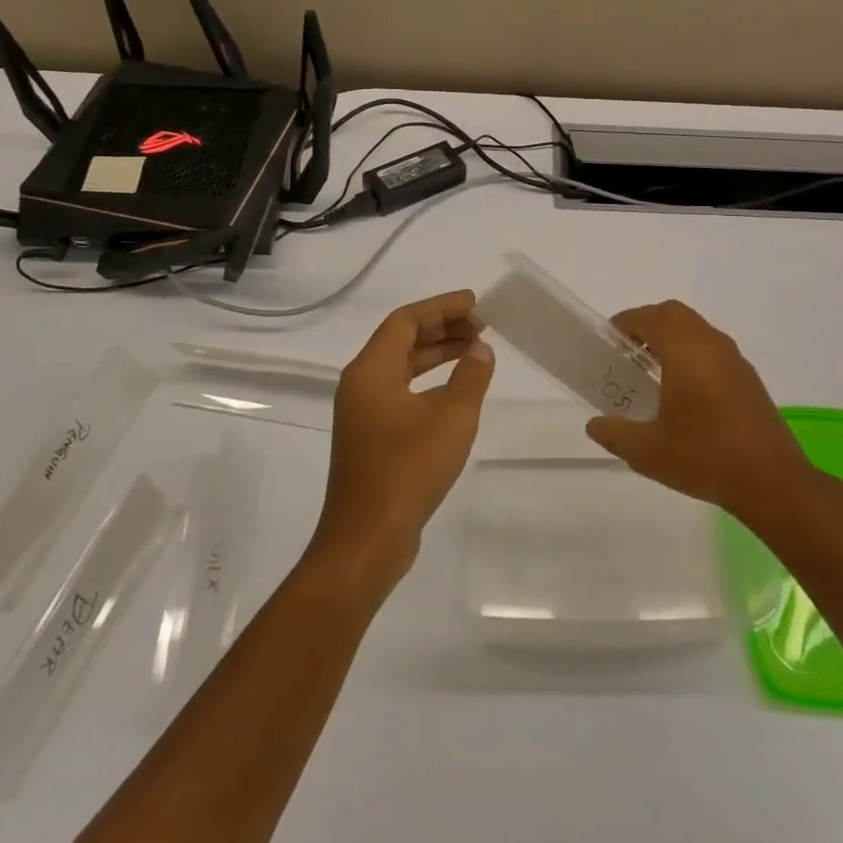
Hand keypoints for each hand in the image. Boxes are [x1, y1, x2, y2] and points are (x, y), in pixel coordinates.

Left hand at [311, 290, 494, 591]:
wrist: (368, 539)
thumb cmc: (408, 469)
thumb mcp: (452, 418)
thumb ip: (471, 377)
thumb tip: (480, 351)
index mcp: (371, 371)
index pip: (405, 321)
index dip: (441, 307)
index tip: (476, 303)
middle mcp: (361, 385)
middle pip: (401, 341)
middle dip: (441, 328)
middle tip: (482, 326)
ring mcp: (363, 414)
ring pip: (401, 368)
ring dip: (436, 355)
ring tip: (475, 350)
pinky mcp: (371, 438)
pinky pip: (401, 392)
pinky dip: (429, 383)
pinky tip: (456, 392)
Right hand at [585, 299, 813, 523]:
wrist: (772, 481)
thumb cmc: (704, 457)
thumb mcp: (647, 452)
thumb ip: (614, 433)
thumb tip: (595, 424)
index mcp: (685, 351)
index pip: (649, 317)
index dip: (625, 323)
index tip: (608, 343)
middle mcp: (711, 345)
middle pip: (674, 315)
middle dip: (648, 325)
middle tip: (627, 354)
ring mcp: (734, 360)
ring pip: (697, 330)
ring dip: (671, 339)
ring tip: (651, 373)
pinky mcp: (747, 378)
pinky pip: (712, 349)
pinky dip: (691, 354)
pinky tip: (683, 393)